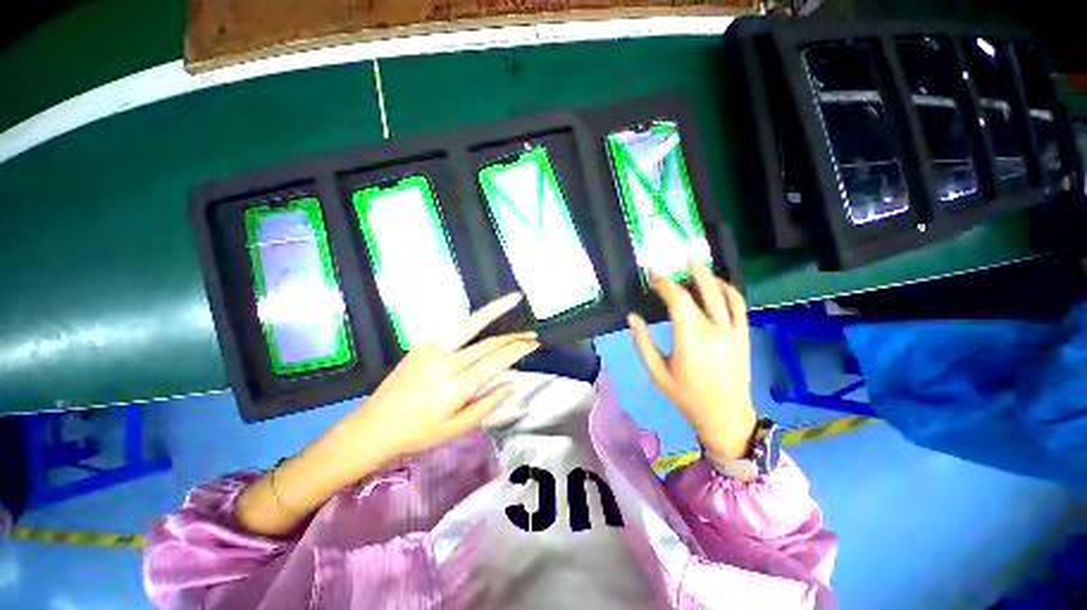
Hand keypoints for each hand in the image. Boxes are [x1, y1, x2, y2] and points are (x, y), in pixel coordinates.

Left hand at [330, 292, 539, 475]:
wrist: (374, 426)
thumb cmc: (419, 433)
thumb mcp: (457, 428)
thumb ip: (488, 404)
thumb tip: (513, 383)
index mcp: (457, 387)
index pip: (497, 361)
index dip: (518, 350)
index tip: (534, 344)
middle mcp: (447, 363)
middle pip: (489, 343)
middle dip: (514, 336)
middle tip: (532, 334)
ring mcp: (433, 349)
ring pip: (471, 324)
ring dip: (494, 310)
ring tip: (513, 299)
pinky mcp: (422, 344)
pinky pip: (451, 326)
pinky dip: (470, 318)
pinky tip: (481, 313)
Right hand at [628, 261, 756, 460]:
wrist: (725, 415)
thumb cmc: (685, 395)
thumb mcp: (657, 372)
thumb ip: (642, 343)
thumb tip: (632, 317)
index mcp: (690, 342)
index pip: (677, 302)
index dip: (664, 284)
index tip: (652, 275)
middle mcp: (714, 332)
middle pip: (700, 292)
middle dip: (686, 273)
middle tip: (675, 259)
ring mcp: (733, 332)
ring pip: (722, 294)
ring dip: (708, 276)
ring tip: (695, 262)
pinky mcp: (743, 335)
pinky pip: (739, 305)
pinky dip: (728, 289)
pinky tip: (717, 283)